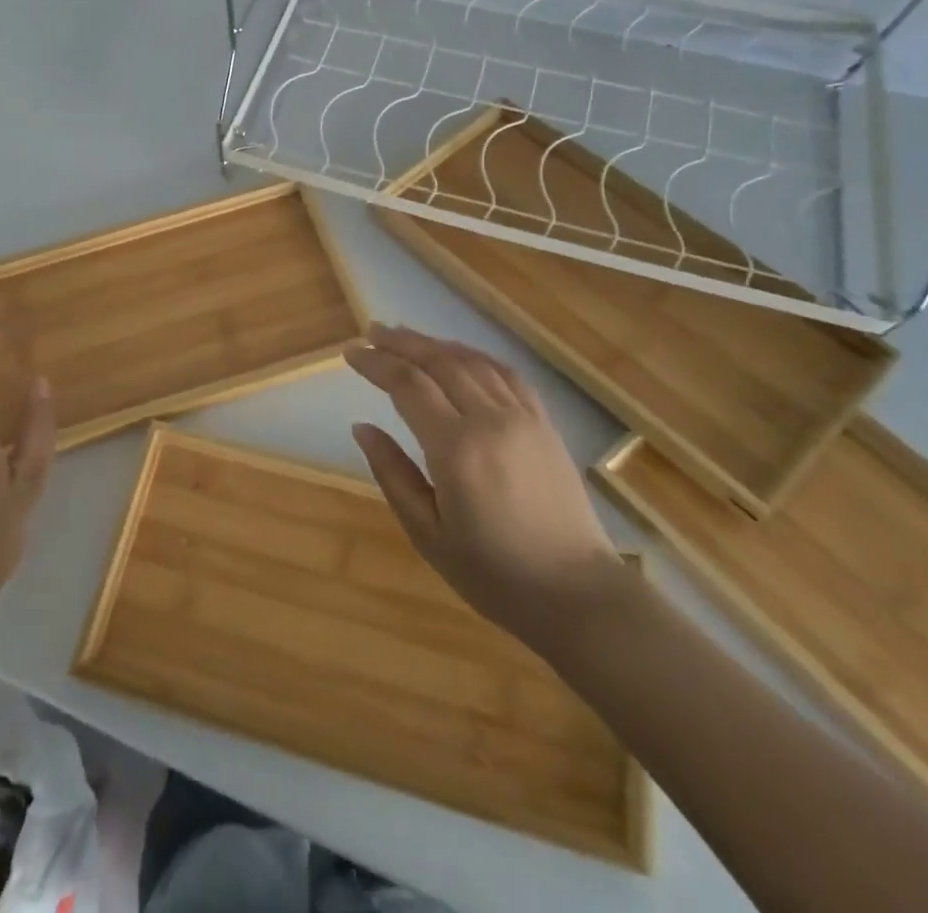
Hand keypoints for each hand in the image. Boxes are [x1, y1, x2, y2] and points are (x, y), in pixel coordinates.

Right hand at [345, 324, 628, 656]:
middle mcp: (490, 420)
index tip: (350, 353)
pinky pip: (506, 374)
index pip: (407, 385)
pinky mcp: (544, 424)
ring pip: (472, 361)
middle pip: (438, 362)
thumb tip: (362, 427)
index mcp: (456, 449)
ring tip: (405, 336)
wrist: (577, 595)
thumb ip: (392, 474)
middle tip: (370, 332)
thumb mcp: (428, 534)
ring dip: (434, 343)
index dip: (375, 363)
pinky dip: (475, 356)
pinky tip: (459, 354)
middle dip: (400, 342)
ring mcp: (523, 418)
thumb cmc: (494, 574)